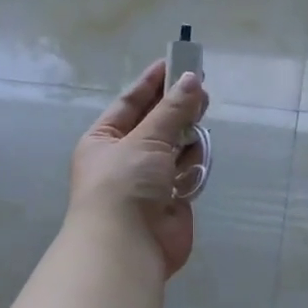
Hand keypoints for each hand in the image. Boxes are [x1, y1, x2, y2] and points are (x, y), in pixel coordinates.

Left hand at [70, 60, 209, 276]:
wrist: (127, 246)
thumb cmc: (125, 184)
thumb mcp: (146, 139)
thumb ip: (172, 110)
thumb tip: (192, 79)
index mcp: (104, 140)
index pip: (131, 102)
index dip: (153, 82)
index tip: (177, 62)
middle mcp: (124, 158)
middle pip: (156, 124)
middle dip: (177, 108)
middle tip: (202, 89)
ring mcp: (149, 180)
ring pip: (175, 148)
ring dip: (187, 136)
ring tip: (203, 119)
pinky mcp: (172, 200)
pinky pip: (187, 172)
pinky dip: (193, 164)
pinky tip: (199, 156)